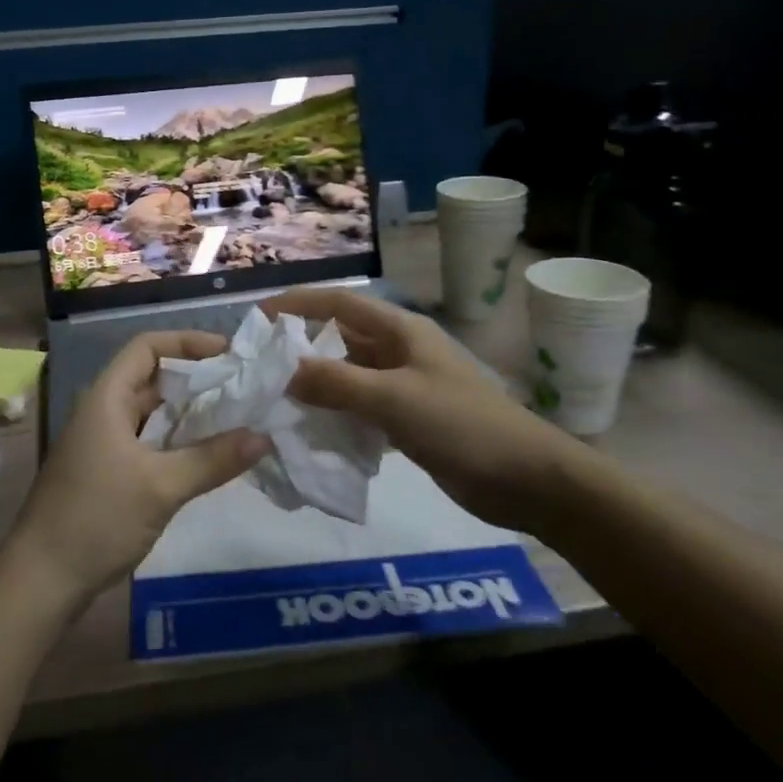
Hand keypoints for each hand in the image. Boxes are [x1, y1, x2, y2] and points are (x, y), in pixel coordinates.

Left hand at [7, 331, 267, 609]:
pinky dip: (178, 440)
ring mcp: (103, 443)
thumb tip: (263, 437)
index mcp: (106, 399)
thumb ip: (212, 459)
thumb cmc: (96, 519)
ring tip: (236, 417)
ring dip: (190, 412)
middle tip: (244, 388)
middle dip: (197, 379)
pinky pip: (148, 441)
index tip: (229, 354)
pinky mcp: (107, 471)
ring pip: (152, 413)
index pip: (147, 347)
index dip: (187, 342)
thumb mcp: (160, 487)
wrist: (41, 580)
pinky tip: (208, 454)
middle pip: (153, 378)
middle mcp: (103, 412)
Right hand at [264, 288, 581, 532]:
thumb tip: (283, 372)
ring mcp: (405, 386)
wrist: (525, 479)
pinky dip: (336, 414)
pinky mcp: (408, 419)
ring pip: (348, 375)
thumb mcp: (394, 399)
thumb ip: (336, 382)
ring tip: (274, 399)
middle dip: (301, 347)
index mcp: (400, 331)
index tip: (257, 317)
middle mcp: (400, 351)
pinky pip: (361, 407)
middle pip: (340, 338)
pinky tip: (311, 430)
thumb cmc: (461, 425)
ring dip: (316, 384)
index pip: (339, 303)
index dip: (298, 304)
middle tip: (258, 367)